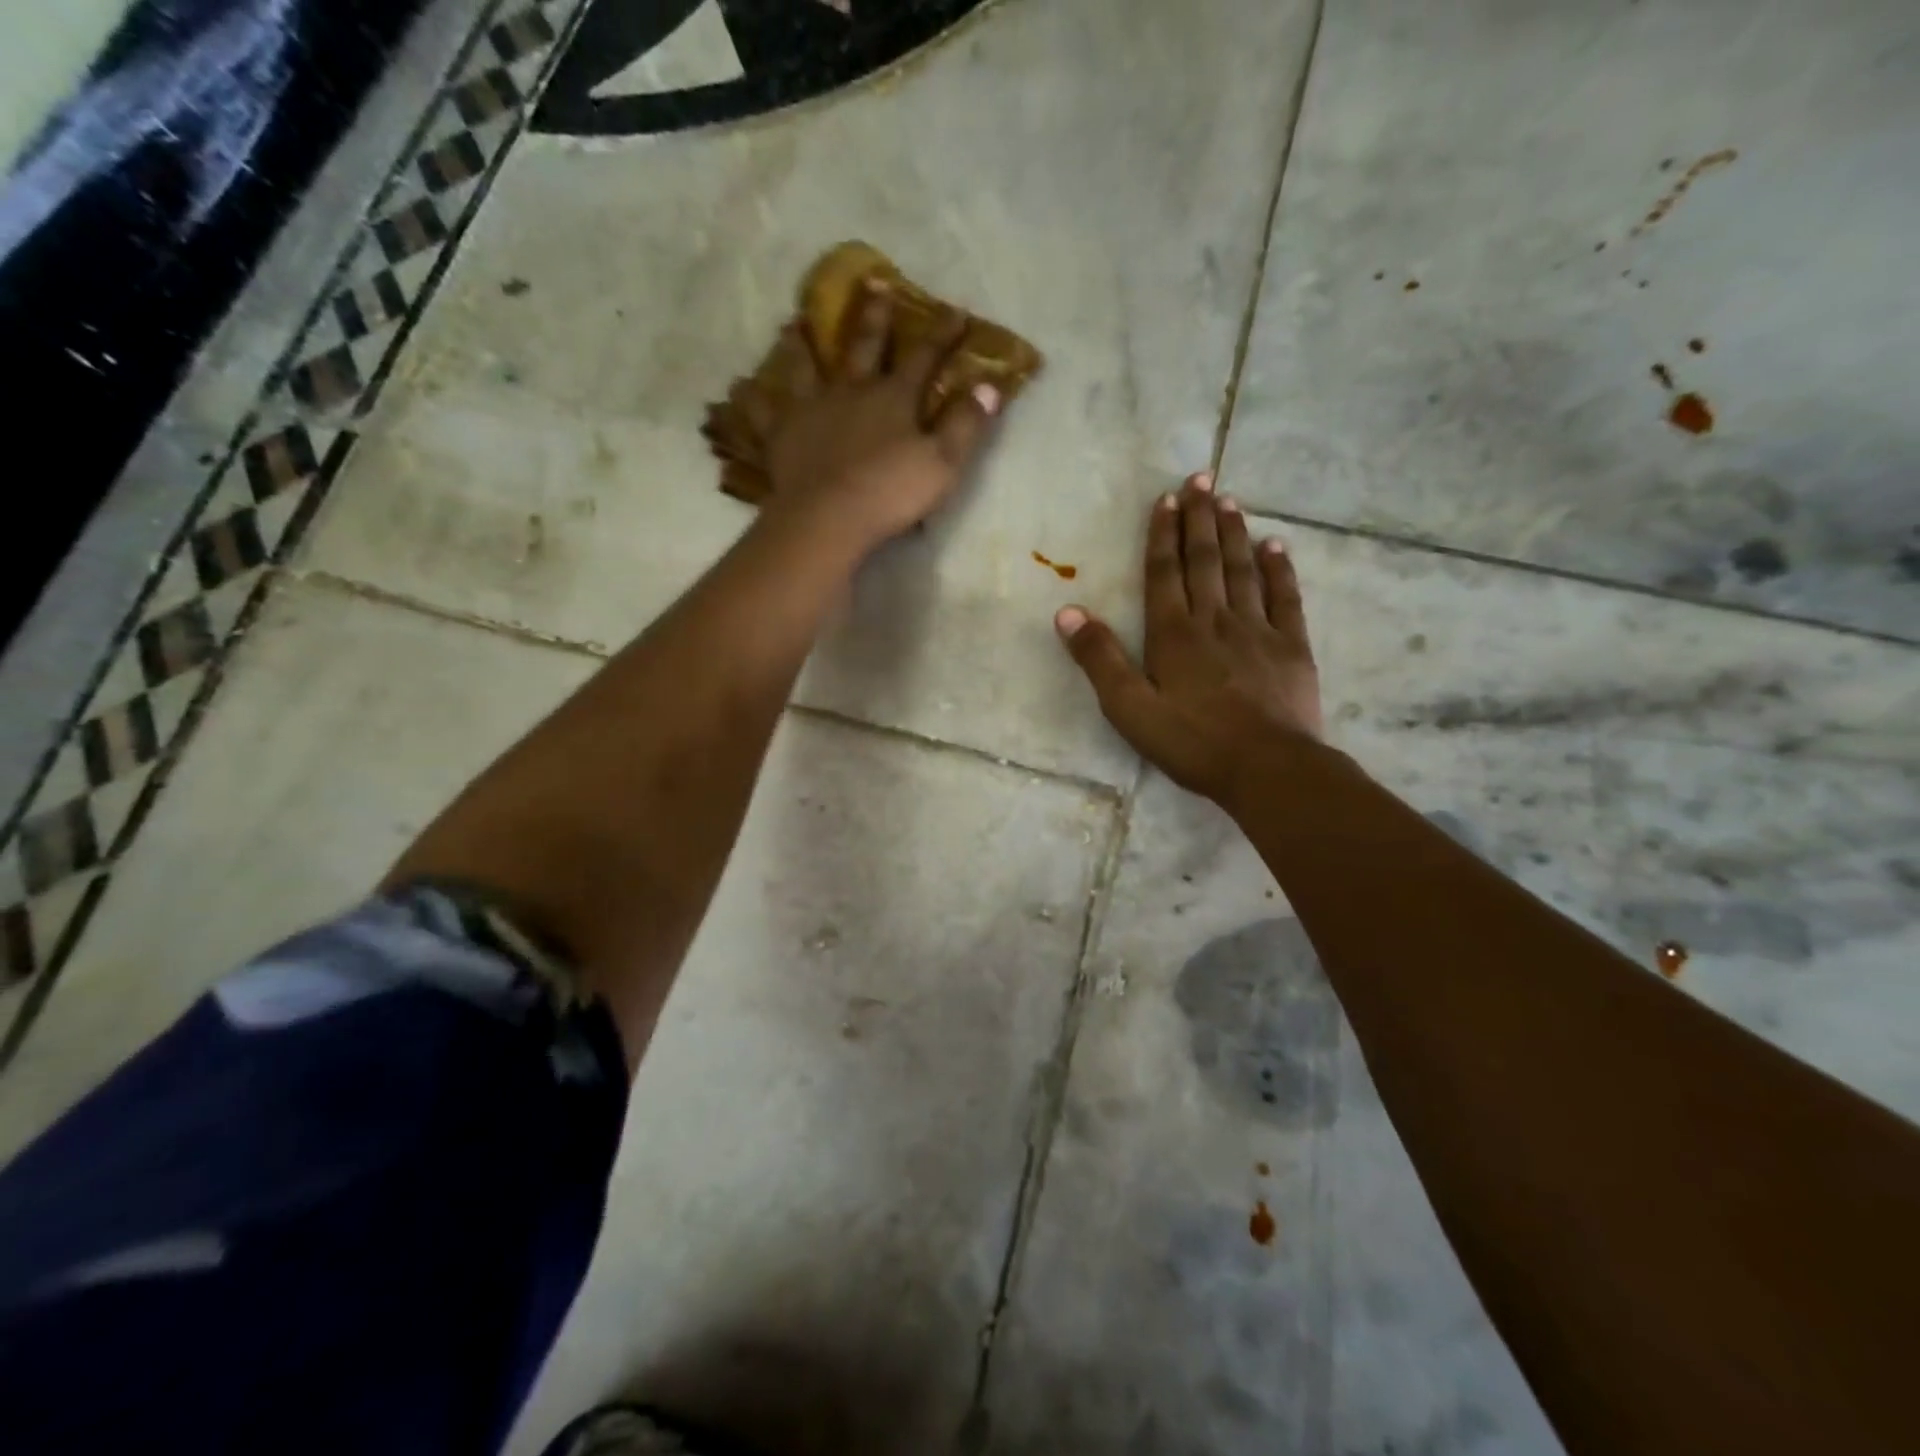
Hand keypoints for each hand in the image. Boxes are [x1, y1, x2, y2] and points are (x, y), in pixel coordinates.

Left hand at [760, 285, 1002, 558]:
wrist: (830, 517)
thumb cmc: (891, 492)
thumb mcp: (943, 462)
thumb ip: (966, 424)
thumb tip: (989, 386)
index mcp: (894, 398)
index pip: (924, 357)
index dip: (942, 334)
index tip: (955, 311)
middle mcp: (851, 392)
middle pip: (864, 347)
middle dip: (874, 317)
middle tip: (873, 283)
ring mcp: (812, 410)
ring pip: (806, 369)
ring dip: (802, 346)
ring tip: (793, 324)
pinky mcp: (781, 436)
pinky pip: (762, 414)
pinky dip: (750, 401)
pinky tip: (737, 389)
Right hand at [1055, 472, 1323, 804]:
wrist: (1268, 767)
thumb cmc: (1192, 742)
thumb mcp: (1129, 708)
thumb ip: (1100, 659)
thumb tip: (1068, 611)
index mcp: (1174, 633)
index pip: (1164, 572)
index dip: (1163, 534)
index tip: (1166, 498)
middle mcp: (1215, 619)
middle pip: (1205, 560)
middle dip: (1200, 518)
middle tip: (1201, 478)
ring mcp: (1257, 630)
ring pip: (1243, 570)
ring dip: (1234, 533)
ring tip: (1229, 501)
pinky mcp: (1291, 646)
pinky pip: (1285, 597)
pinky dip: (1279, 569)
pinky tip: (1276, 546)